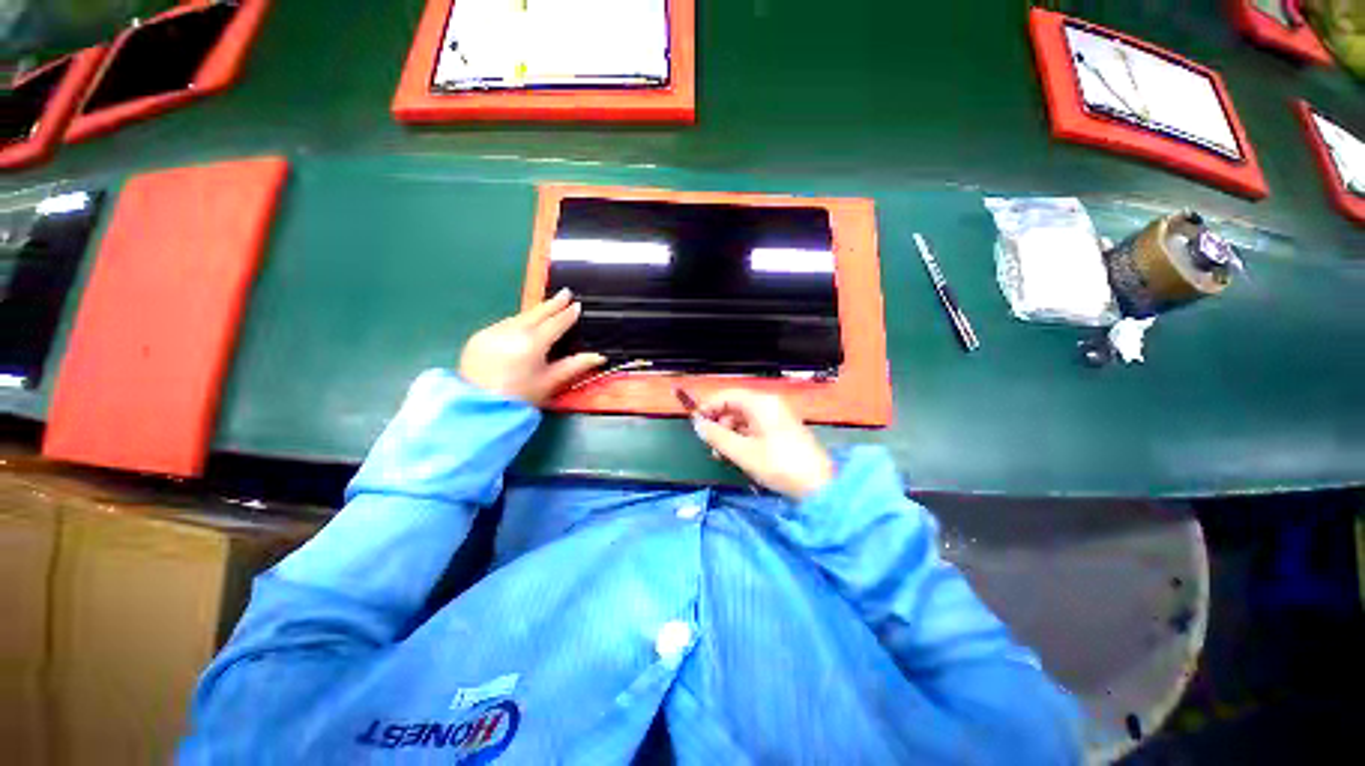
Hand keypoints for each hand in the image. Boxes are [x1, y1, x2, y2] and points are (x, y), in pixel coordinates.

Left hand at [458, 289, 605, 404]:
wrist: (477, 408)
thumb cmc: (520, 397)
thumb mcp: (550, 382)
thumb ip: (575, 365)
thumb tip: (599, 356)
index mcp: (533, 342)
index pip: (556, 323)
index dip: (568, 314)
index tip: (577, 304)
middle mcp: (512, 331)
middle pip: (537, 313)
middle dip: (552, 303)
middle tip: (565, 293)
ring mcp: (492, 332)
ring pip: (519, 317)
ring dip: (534, 313)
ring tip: (547, 309)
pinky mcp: (478, 337)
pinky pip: (503, 324)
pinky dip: (517, 322)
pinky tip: (523, 326)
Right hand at [690, 389, 834, 499]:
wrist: (818, 485)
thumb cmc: (778, 464)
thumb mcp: (742, 451)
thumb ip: (716, 436)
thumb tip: (697, 424)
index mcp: (760, 403)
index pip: (727, 395)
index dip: (708, 407)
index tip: (695, 424)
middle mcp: (769, 404)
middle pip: (735, 406)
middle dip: (719, 423)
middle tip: (709, 443)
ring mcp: (776, 417)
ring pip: (743, 419)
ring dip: (729, 433)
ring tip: (721, 454)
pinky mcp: (781, 430)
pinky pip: (754, 428)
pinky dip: (742, 438)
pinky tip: (736, 455)